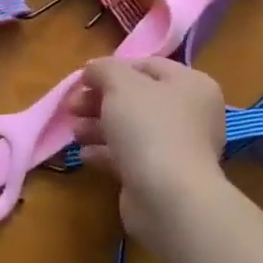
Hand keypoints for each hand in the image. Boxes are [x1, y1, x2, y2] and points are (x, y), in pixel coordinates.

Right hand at [67, 57, 227, 243]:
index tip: (82, 80)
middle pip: (136, 99)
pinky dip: (105, 153)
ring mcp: (177, 148)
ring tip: (75, 132)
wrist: (166, 196)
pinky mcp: (161, 177)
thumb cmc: (148, 127)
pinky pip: (129, 157)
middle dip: (99, 101)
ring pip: (131, 129)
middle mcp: (190, 114)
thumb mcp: (120, 84)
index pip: (147, 66)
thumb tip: (93, 69)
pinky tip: (84, 155)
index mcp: (191, 85)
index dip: (112, 69)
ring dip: (98, 127)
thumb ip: (104, 69)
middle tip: (71, 107)